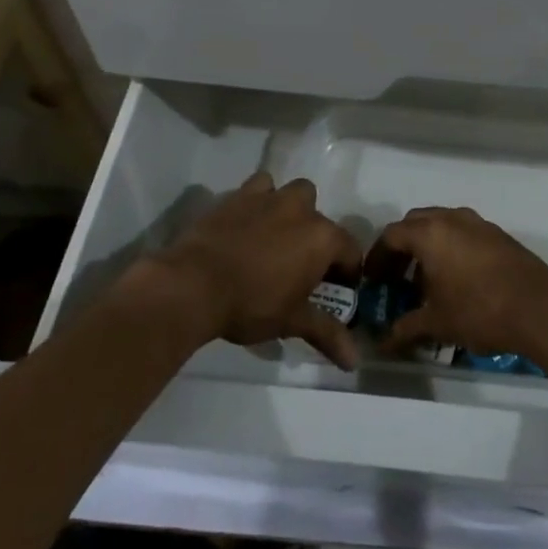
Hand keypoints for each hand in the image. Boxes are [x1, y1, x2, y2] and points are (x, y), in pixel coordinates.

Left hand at [150, 173, 362, 369]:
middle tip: (301, 268)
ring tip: (277, 238)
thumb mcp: (292, 322)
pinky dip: (260, 200)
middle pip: (323, 220)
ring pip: (295, 193)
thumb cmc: (251, 304)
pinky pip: (259, 187)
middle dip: (318, 240)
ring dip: (293, 211)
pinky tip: (249, 223)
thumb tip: (354, 360)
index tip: (337, 291)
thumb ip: (327, 333)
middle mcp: (302, 210)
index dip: (348, 273)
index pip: (351, 251)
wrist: (193, 284)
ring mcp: (270, 198)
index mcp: (322, 238)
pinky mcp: (239, 196)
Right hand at [377, 207, 547, 358]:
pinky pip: (464, 234)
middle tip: (395, 277)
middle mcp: (452, 219)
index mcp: (430, 233)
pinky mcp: (499, 235)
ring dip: (428, 247)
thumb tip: (381, 343)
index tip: (373, 280)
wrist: (540, 308)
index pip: (392, 235)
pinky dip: (451, 249)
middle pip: (416, 223)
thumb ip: (405, 329)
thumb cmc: (479, 311)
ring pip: (443, 225)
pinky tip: (456, 280)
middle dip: (402, 248)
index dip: (377, 257)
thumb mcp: (436, 323)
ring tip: (425, 282)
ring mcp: (479, 224)